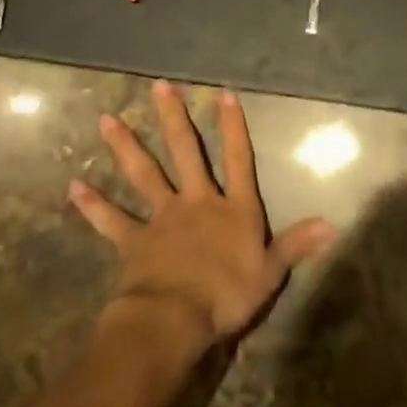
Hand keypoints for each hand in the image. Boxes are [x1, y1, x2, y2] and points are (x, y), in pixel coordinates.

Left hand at [70, 82, 334, 352]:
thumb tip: (333, 224)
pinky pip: (112, 220)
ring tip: (106, 120)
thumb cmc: (227, 295)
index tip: (223, 94)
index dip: (233, 127)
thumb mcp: (270, 272)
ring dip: (125, 147)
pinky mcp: (134, 241)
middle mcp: (196, 202)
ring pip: (143, 174)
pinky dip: (93, 205)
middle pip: (184, 153)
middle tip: (158, 86)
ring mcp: (162, 218)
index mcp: (233, 208)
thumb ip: (296, 244)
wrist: (174, 319)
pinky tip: (73, 187)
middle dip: (172, 118)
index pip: (238, 159)